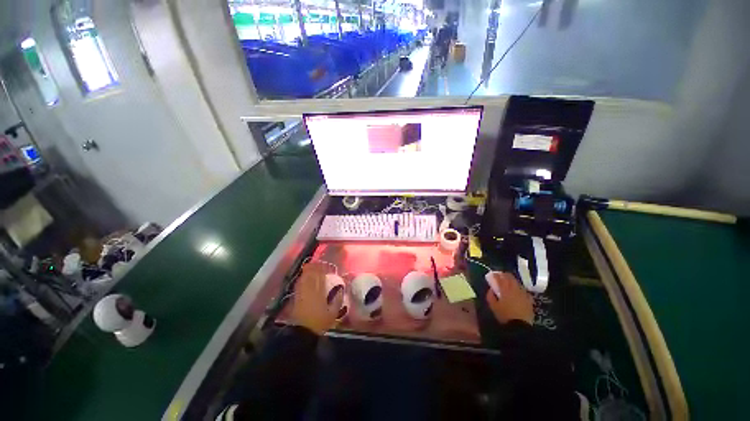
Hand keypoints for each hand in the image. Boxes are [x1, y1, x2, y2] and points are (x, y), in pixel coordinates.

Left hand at [290, 263, 342, 334]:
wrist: (303, 333)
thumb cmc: (319, 322)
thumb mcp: (333, 313)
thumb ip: (337, 300)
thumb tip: (340, 289)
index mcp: (319, 292)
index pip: (320, 277)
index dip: (322, 269)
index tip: (325, 264)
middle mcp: (310, 290)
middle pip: (311, 275)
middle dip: (313, 267)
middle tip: (317, 262)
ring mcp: (302, 293)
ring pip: (304, 278)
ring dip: (307, 271)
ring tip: (310, 266)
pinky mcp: (296, 298)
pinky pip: (299, 284)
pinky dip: (301, 279)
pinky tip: (303, 277)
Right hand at [485, 272, 533, 324]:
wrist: (520, 326)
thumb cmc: (505, 315)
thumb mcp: (493, 306)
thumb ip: (490, 295)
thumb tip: (491, 289)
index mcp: (505, 289)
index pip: (499, 278)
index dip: (495, 275)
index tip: (492, 274)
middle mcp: (514, 288)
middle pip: (510, 277)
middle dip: (504, 275)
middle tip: (500, 275)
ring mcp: (523, 293)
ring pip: (517, 282)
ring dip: (512, 280)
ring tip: (508, 282)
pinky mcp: (529, 299)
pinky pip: (524, 290)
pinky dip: (519, 288)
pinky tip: (518, 291)